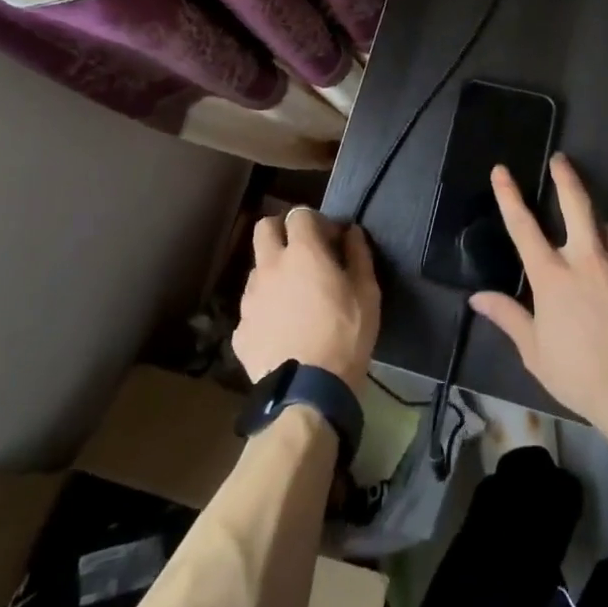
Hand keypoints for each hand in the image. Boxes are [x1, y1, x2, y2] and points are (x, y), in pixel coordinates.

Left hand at [233, 209, 379, 388]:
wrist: (307, 393)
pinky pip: (253, 308)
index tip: (332, 240)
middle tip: (304, 253)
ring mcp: (250, 299)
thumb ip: (358, 255)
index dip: (317, 221)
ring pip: (257, 269)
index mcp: (301, 252)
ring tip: (294, 298)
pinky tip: (282, 330)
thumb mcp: (367, 293)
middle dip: (282, 231)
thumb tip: (351, 232)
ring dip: (274, 272)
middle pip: (264, 228)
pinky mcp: (240, 330)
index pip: (299, 214)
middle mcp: (269, 267)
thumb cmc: (345, 336)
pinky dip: (266, 310)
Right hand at [470, 154, 607, 432]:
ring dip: (601, 229)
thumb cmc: (580, 373)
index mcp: (553, 275)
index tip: (502, 171)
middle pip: (576, 204)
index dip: (509, 195)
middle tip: (561, 160)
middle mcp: (587, 259)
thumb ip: (508, 317)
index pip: (523, 226)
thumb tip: (478, 297)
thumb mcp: (535, 351)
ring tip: (598, 239)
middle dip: (566, 177)